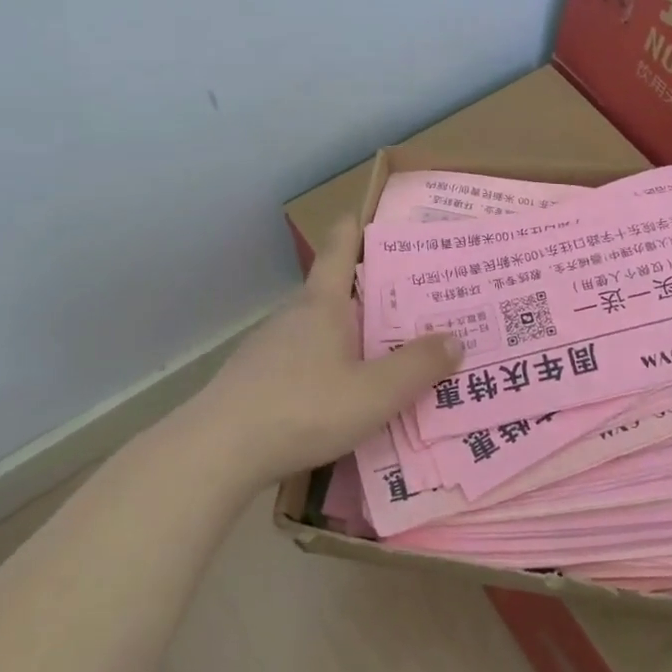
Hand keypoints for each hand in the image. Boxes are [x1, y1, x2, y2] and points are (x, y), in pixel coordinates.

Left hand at [187, 216, 462, 484]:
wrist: (216, 453)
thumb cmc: (302, 409)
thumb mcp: (375, 393)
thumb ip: (418, 366)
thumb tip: (455, 338)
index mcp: (323, 303)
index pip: (339, 246)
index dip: (359, 226)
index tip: (382, 219)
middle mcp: (295, 315)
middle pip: (336, 289)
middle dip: (374, 291)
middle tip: (416, 302)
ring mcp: (270, 347)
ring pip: (320, 328)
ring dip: (352, 333)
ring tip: (388, 351)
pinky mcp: (256, 378)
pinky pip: (304, 359)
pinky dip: (329, 364)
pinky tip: (344, 395)